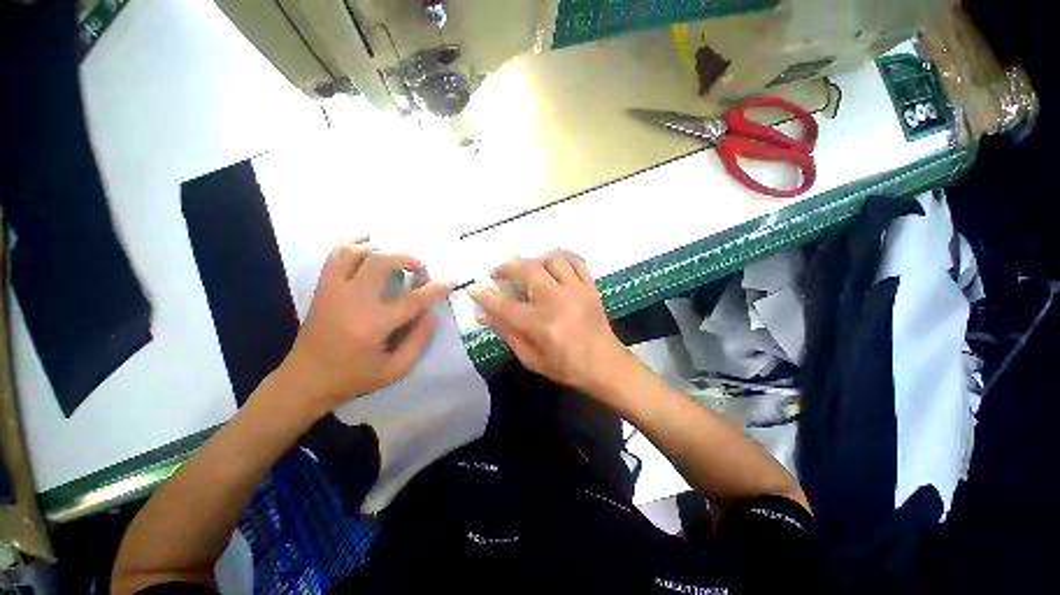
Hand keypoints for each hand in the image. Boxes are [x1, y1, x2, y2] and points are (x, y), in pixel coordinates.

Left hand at [277, 239, 451, 415]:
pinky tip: (369, 239)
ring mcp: (334, 290)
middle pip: (382, 261)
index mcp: (374, 325)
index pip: (413, 299)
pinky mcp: (323, 288)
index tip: (450, 281)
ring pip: (357, 252)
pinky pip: (336, 254)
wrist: (305, 380)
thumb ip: (419, 340)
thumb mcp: (396, 369)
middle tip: (420, 269)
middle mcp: (353, 300)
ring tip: (397, 258)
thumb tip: (431, 312)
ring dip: (383, 249)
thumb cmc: (353, 377)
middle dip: (408, 258)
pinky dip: (353, 241)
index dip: (436, 288)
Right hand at [469, 250, 632, 394]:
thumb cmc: (566, 367)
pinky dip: (561, 257)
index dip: (485, 295)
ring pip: (552, 259)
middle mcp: (557, 301)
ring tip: (526, 269)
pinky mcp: (590, 287)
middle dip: (506, 266)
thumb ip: (506, 333)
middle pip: (527, 270)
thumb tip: (483, 314)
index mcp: (541, 324)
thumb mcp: (531, 358)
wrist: (605, 365)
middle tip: (497, 272)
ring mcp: (577, 291)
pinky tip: (552, 264)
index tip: (474, 288)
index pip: (504, 305)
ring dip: (534, 260)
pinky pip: (576, 261)